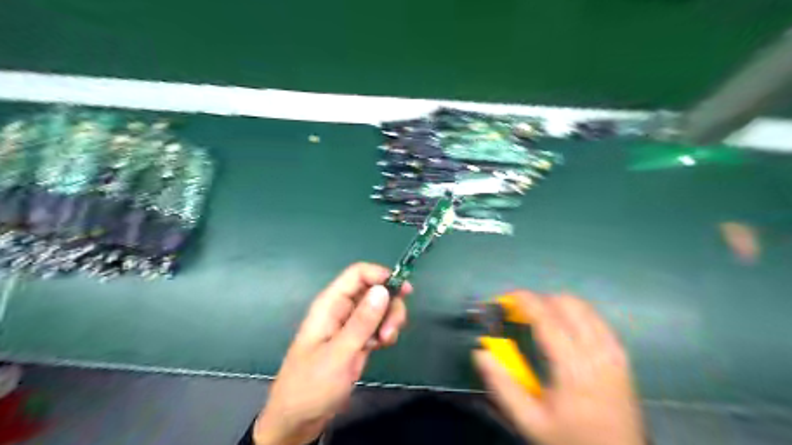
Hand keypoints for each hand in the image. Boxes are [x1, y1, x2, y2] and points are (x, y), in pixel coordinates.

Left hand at [255, 262, 413, 442]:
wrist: (299, 419)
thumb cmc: (312, 384)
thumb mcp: (339, 353)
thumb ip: (362, 321)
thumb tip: (383, 289)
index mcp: (330, 304)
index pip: (358, 274)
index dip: (381, 275)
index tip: (403, 291)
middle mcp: (342, 309)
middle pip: (374, 289)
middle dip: (389, 305)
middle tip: (391, 330)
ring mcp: (350, 325)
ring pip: (379, 308)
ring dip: (389, 320)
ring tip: (385, 342)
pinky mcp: (357, 339)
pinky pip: (377, 325)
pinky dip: (385, 332)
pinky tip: (380, 347)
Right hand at [473, 289, 645, 444]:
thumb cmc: (570, 438)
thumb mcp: (529, 421)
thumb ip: (502, 385)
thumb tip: (481, 352)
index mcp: (573, 367)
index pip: (547, 318)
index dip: (525, 301)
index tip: (505, 297)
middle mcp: (597, 351)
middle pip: (567, 303)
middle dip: (540, 299)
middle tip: (519, 311)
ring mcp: (613, 350)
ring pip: (584, 307)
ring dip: (557, 303)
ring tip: (538, 317)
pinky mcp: (621, 354)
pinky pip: (596, 318)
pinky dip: (575, 313)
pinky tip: (563, 327)